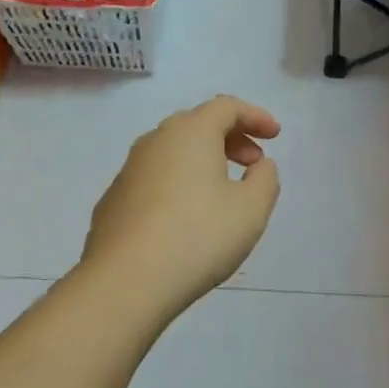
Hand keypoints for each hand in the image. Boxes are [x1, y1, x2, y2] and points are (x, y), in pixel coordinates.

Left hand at [79, 95, 281, 318]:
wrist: (126, 280)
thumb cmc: (198, 237)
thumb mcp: (251, 210)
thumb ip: (265, 179)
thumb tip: (259, 166)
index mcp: (190, 133)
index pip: (226, 106)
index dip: (255, 116)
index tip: (275, 136)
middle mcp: (155, 141)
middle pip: (197, 124)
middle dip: (230, 137)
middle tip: (253, 163)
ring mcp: (129, 170)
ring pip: (172, 151)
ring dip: (202, 160)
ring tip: (222, 191)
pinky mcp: (113, 200)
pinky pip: (154, 178)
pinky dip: (177, 183)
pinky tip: (185, 217)